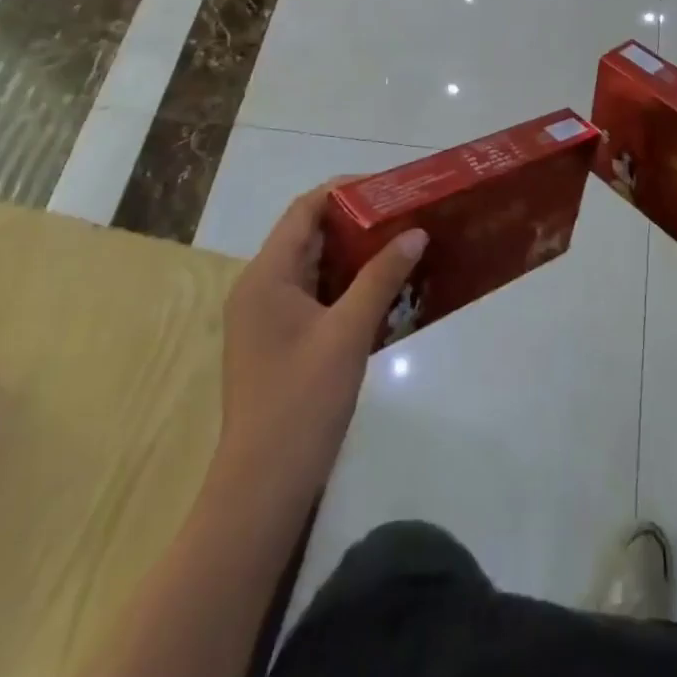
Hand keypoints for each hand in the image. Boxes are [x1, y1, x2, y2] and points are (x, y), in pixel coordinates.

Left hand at [217, 180, 426, 492]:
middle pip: (310, 235)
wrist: (263, 488)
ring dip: (355, 254)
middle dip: (357, 221)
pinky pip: (315, 295)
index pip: (305, 210)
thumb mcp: (348, 333)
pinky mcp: (279, 341)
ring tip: (402, 243)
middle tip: (405, 214)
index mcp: (267, 275)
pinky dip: (347, 285)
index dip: (345, 191)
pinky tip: (384, 289)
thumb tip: (416, 233)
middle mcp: (261, 286)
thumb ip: (381, 277)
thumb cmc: (302, 402)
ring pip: (315, 266)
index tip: (390, 187)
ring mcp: (267, 316)